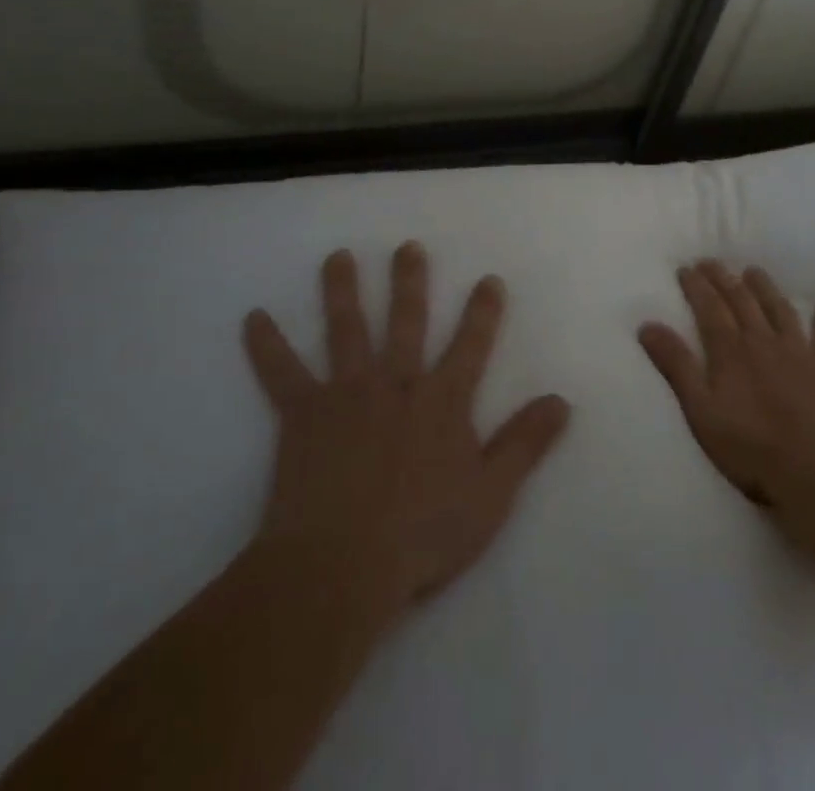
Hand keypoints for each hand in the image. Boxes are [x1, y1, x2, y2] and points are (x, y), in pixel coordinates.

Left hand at [242, 242, 570, 628]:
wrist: (342, 567)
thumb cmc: (423, 534)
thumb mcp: (491, 494)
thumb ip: (526, 443)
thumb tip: (562, 400)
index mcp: (442, 400)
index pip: (471, 344)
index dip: (483, 311)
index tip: (488, 280)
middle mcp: (396, 383)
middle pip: (406, 321)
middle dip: (410, 281)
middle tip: (407, 246)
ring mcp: (347, 394)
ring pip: (346, 330)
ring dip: (341, 290)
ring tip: (338, 256)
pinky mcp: (304, 414)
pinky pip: (281, 373)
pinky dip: (266, 345)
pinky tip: (252, 317)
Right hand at [640, 261, 814, 546]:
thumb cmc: (750, 449)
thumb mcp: (701, 411)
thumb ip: (676, 366)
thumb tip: (647, 324)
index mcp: (730, 351)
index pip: (709, 308)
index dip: (697, 286)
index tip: (686, 268)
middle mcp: (763, 341)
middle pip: (741, 301)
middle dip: (724, 279)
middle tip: (711, 262)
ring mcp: (800, 352)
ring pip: (779, 309)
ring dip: (765, 288)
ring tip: (754, 271)